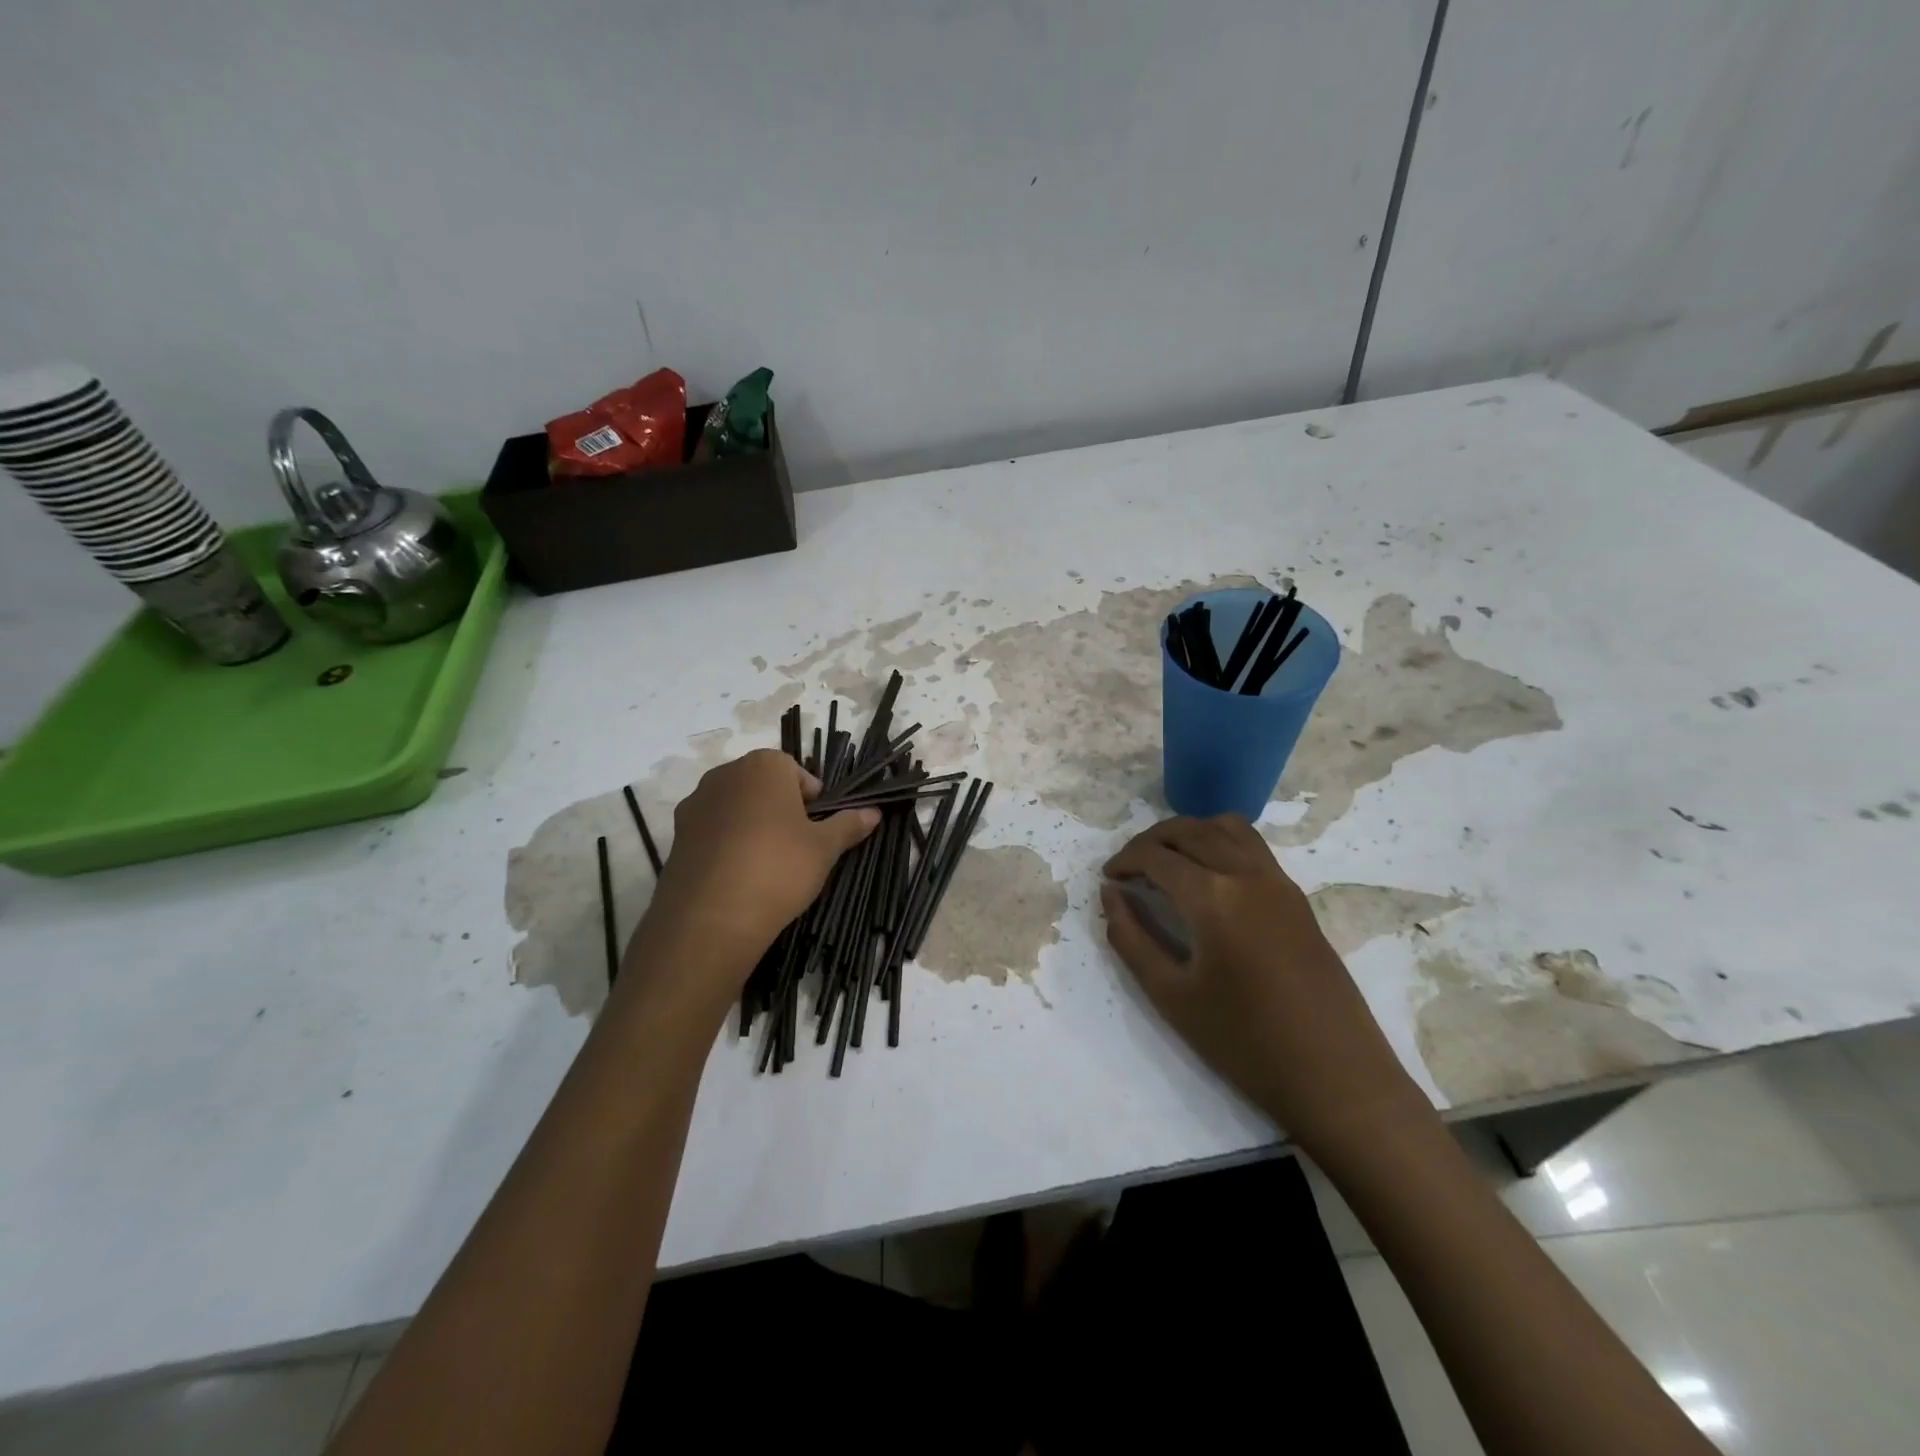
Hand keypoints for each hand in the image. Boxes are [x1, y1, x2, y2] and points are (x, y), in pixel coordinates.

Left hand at [633, 750, 877, 1007]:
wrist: (711, 918)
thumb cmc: (779, 868)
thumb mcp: (824, 849)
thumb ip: (848, 825)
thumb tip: (874, 812)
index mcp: (764, 766)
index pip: (795, 771)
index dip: (812, 799)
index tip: (818, 828)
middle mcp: (725, 774)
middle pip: (762, 786)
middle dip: (781, 809)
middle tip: (797, 846)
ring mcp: (696, 804)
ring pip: (735, 808)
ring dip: (752, 826)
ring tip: (767, 864)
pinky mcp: (676, 836)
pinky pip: (712, 831)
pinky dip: (727, 845)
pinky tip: (739, 876)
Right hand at [1101, 815, 1427, 1159]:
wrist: (1336, 1077)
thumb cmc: (1244, 1042)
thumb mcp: (1171, 995)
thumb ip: (1131, 938)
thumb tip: (1110, 895)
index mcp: (1213, 897)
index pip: (1156, 856)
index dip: (1124, 861)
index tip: (1107, 879)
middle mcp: (1246, 873)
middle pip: (1189, 830)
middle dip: (1150, 841)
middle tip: (1128, 868)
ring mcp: (1278, 881)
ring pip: (1225, 827)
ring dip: (1188, 833)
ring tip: (1166, 861)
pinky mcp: (1297, 896)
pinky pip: (1252, 845)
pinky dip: (1220, 841)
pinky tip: (1208, 875)